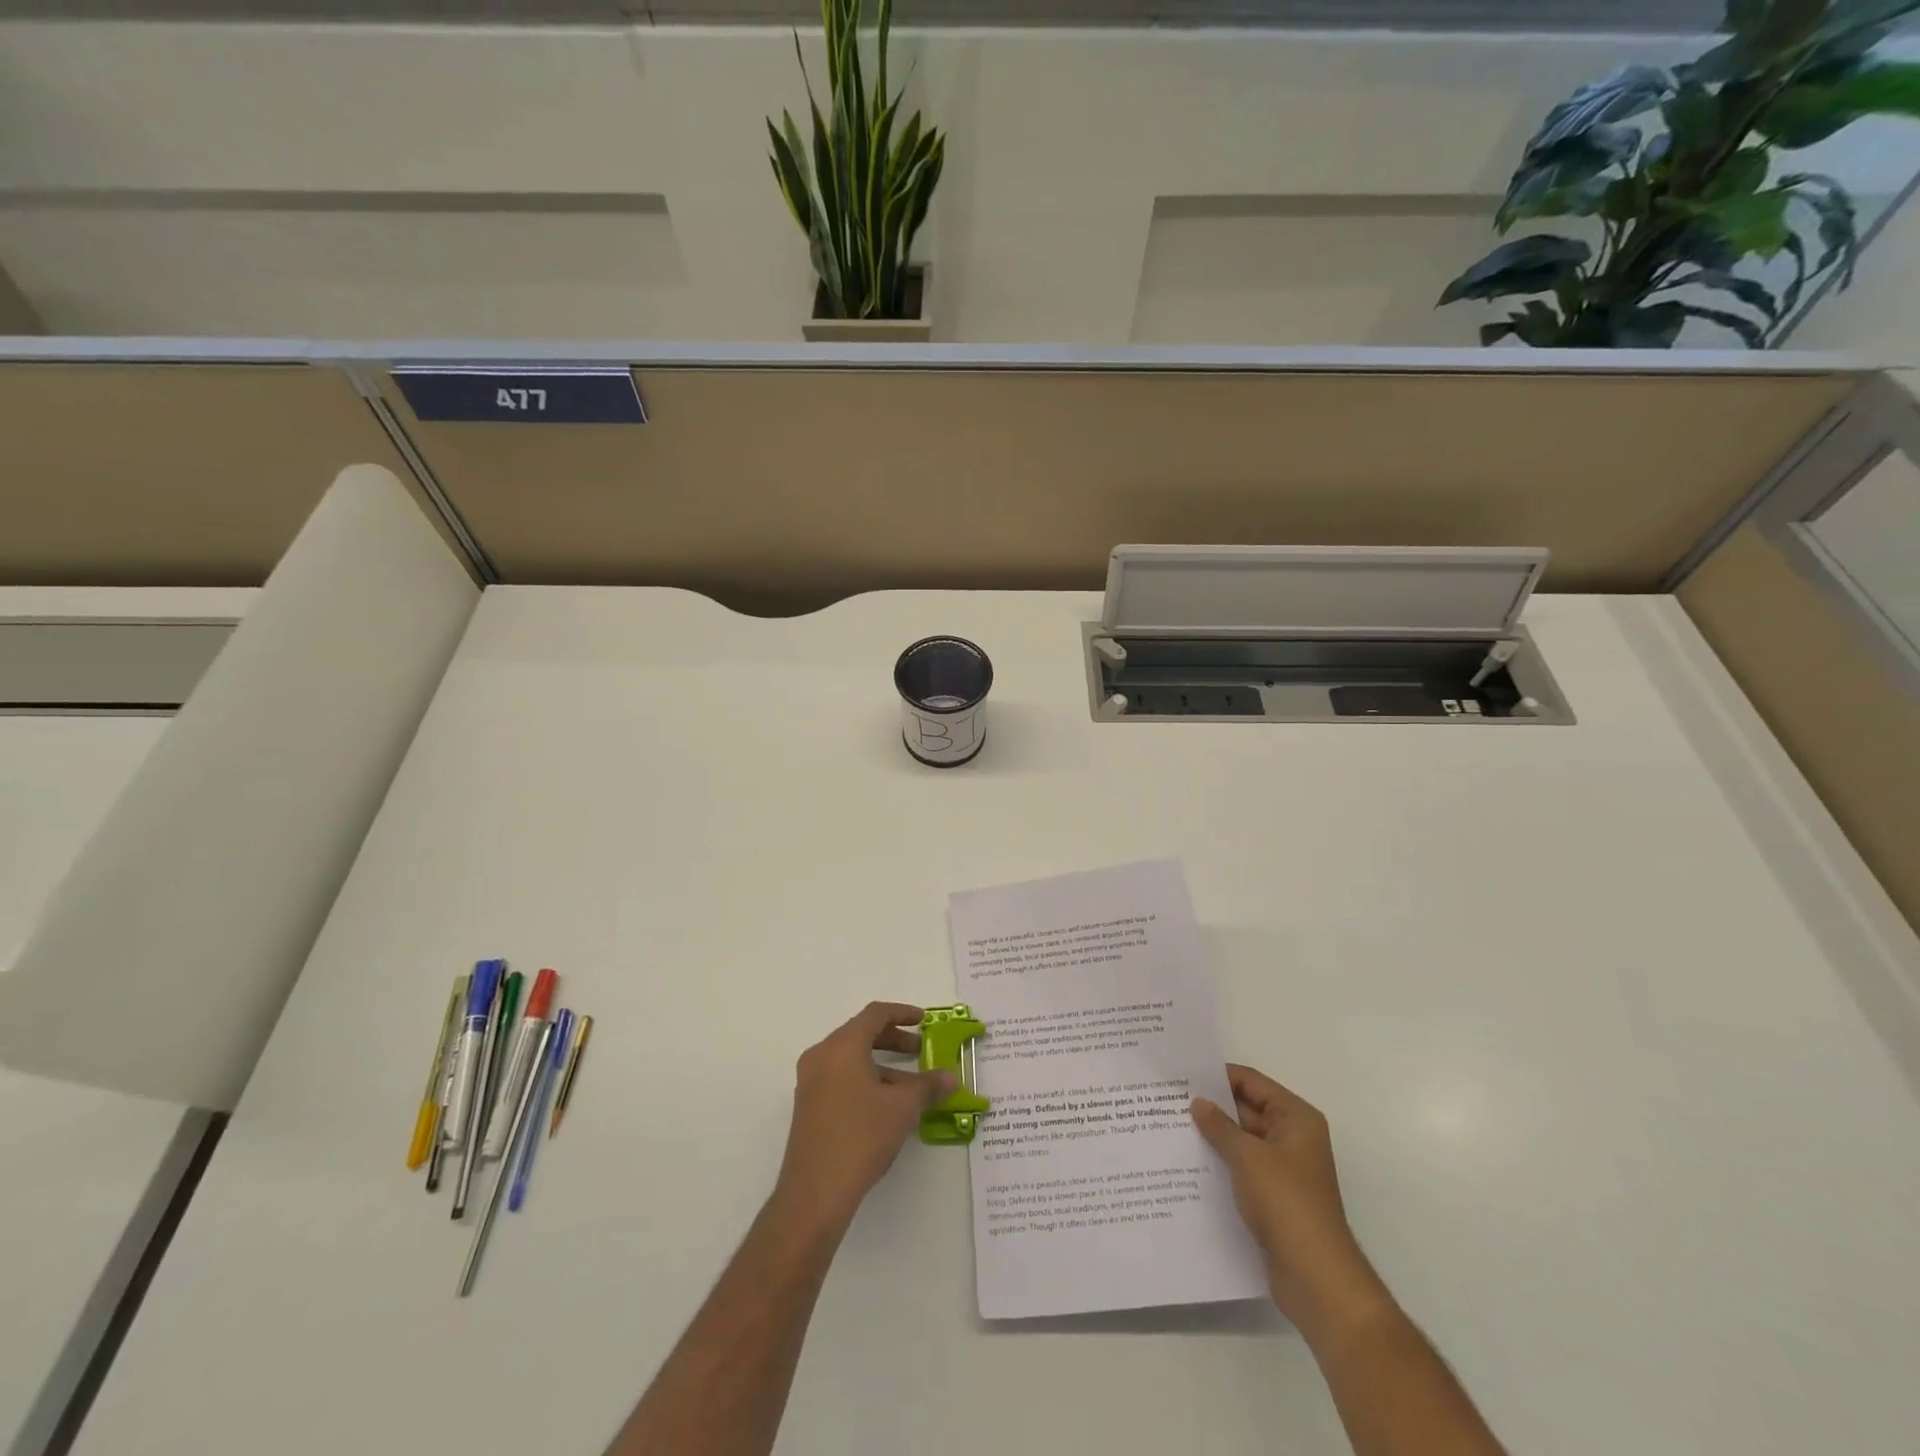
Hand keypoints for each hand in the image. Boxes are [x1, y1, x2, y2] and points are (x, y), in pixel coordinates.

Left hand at [773, 1002, 953, 1233]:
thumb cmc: (861, 1136)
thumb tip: (951, 1077)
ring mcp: (810, 1081)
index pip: (875, 1014)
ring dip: (882, 1064)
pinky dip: (865, 1079)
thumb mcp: (902, 1108)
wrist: (815, 1192)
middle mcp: (821, 1056)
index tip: (924, 1021)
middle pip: (861, 1034)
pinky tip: (886, 1105)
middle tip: (920, 1051)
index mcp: (842, 1046)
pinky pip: (840, 1077)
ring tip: (910, 1085)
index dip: (902, 1013)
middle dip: (893, 1039)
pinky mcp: (808, 1105)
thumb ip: (928, 1086)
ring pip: (851, 1058)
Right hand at [1193, 1064, 1390, 1345]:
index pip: (1252, 1082)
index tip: (1183, 1074)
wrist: (1315, 1276)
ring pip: (1243, 1140)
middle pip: (1247, 1109)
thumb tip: (1198, 1103)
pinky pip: (1242, 1167)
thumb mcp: (1248, 1156)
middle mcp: (1293, 1137)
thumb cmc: (1286, 1202)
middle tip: (1169, 1100)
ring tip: (1172, 1127)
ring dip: (1214, 1136)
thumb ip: (1220, 1126)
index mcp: (1296, 1118)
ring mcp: (1284, 1168)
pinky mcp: (1274, 1196)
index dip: (1219, 1076)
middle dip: (1213, 1106)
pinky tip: (1189, 1162)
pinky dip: (1221, 1162)